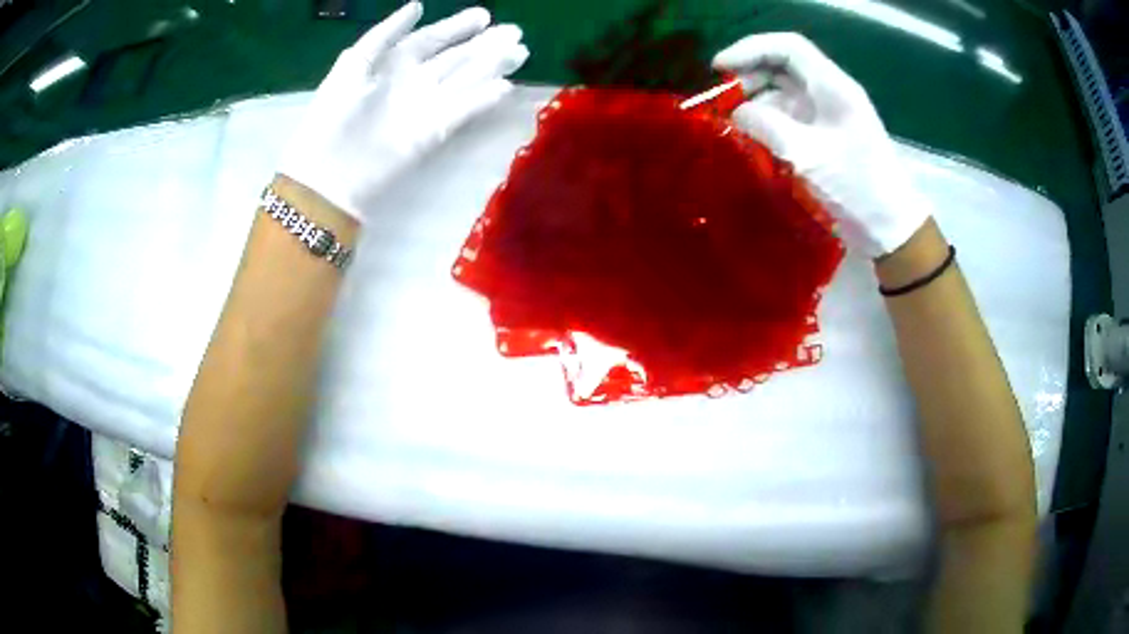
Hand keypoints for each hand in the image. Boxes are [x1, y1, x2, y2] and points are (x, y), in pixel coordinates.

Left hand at [278, 2, 528, 222]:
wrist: (328, 173)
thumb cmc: (333, 114)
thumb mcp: (354, 63)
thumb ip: (385, 33)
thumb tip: (417, 5)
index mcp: (393, 63)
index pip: (432, 39)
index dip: (457, 27)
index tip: (484, 15)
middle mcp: (414, 81)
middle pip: (456, 58)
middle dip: (485, 44)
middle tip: (515, 31)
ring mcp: (427, 107)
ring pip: (466, 81)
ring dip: (492, 66)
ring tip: (520, 52)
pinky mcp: (434, 133)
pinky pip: (464, 111)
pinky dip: (483, 99)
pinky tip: (505, 87)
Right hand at [713, 33, 929, 257]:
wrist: (892, 229)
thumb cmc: (857, 188)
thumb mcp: (808, 155)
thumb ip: (766, 125)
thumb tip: (735, 112)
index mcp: (832, 86)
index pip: (787, 48)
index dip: (750, 49)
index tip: (718, 68)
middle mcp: (829, 93)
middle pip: (783, 67)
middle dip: (749, 76)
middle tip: (722, 101)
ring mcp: (828, 115)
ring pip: (784, 93)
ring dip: (756, 102)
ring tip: (732, 124)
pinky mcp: (826, 138)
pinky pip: (790, 118)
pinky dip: (768, 123)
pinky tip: (753, 139)